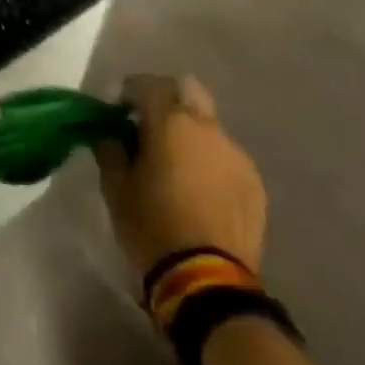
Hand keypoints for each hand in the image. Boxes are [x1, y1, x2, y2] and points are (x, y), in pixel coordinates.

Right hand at [96, 74, 266, 275]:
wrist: (207, 281)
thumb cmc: (152, 225)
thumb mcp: (115, 187)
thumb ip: (110, 150)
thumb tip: (111, 134)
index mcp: (171, 122)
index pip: (147, 84)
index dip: (128, 91)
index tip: (115, 111)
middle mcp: (208, 128)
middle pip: (187, 89)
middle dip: (165, 98)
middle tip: (146, 124)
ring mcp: (236, 155)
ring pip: (208, 125)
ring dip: (189, 132)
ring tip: (173, 163)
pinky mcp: (254, 183)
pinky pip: (225, 156)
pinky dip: (208, 159)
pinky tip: (196, 188)